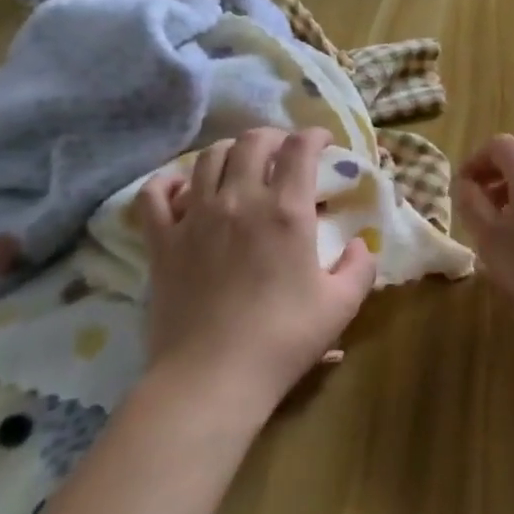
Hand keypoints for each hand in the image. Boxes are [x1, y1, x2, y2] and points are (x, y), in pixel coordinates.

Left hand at [139, 127, 375, 420]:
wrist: (212, 377)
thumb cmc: (284, 339)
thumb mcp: (342, 305)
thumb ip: (359, 267)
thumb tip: (359, 245)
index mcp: (286, 211)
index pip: (300, 149)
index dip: (314, 136)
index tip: (324, 142)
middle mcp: (239, 201)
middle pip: (252, 142)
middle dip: (273, 137)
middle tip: (285, 152)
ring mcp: (195, 218)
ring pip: (207, 159)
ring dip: (229, 151)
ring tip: (240, 164)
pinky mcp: (162, 242)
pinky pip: (154, 196)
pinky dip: (167, 182)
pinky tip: (181, 187)